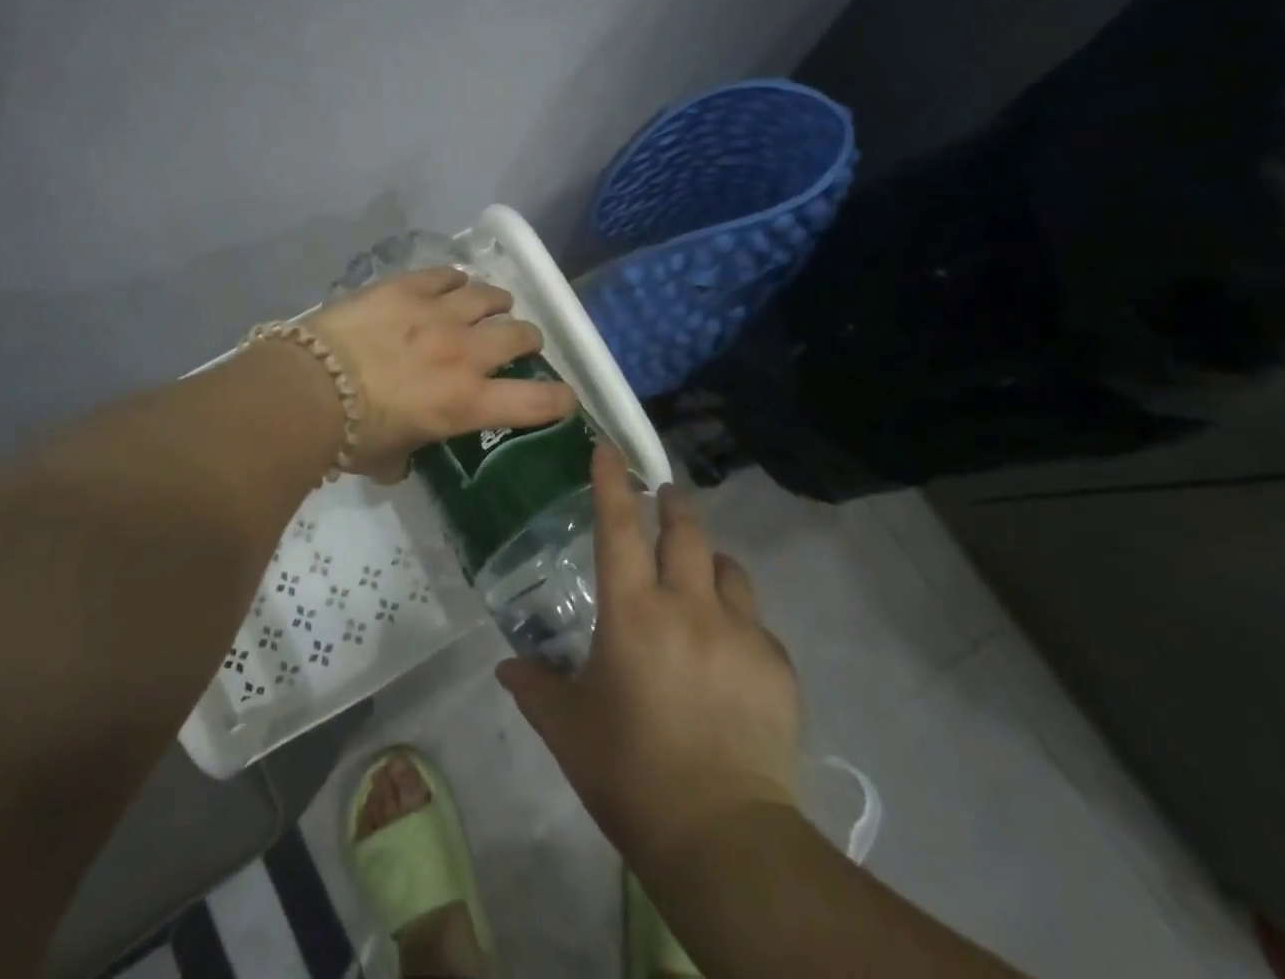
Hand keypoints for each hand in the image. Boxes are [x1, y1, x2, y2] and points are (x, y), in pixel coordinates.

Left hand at [306, 267, 577, 481]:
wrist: (309, 386)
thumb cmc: (350, 435)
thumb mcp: (388, 458)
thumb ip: (407, 456)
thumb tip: (402, 459)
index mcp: (467, 402)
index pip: (536, 401)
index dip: (559, 400)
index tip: (563, 398)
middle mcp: (465, 353)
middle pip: (520, 334)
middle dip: (527, 339)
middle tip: (519, 342)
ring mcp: (438, 313)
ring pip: (488, 296)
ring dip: (496, 302)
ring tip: (492, 304)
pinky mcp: (408, 287)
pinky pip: (445, 274)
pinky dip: (454, 280)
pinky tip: (451, 284)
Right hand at [497, 442, 800, 872]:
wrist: (723, 837)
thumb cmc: (630, 774)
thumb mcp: (568, 729)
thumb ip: (535, 688)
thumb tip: (508, 667)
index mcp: (632, 612)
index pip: (618, 526)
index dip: (611, 481)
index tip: (608, 447)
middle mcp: (687, 606)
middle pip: (684, 530)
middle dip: (672, 504)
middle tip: (663, 496)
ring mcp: (740, 632)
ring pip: (726, 567)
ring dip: (708, 559)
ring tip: (699, 573)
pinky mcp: (777, 665)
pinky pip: (755, 621)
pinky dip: (737, 617)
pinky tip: (728, 650)